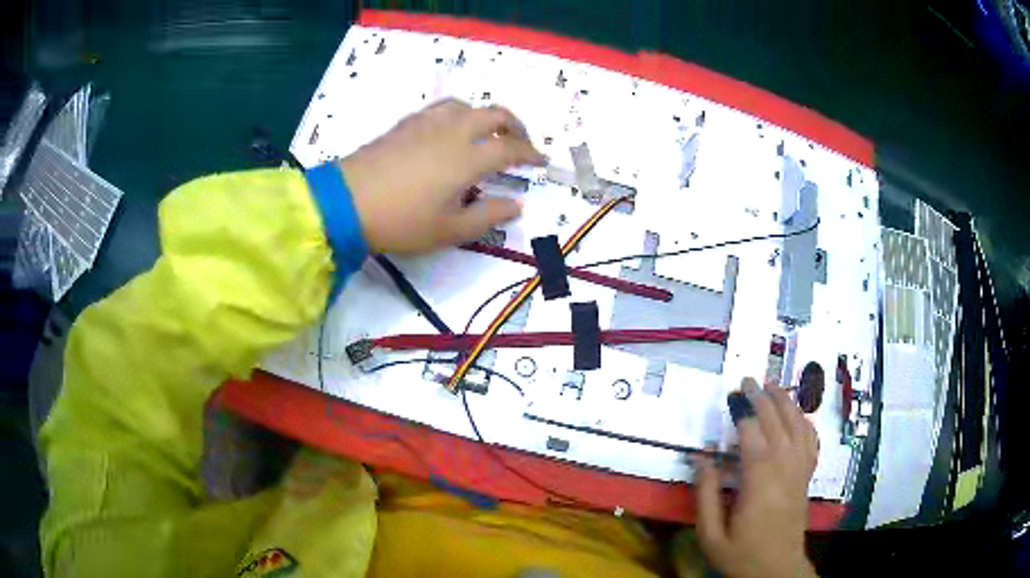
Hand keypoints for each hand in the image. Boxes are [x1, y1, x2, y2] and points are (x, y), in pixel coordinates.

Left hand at [339, 99, 545, 253]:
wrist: (346, 203)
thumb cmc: (401, 221)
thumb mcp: (449, 230)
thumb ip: (488, 216)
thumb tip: (517, 205)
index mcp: (468, 158)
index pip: (510, 149)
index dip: (531, 154)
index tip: (541, 161)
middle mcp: (453, 132)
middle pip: (493, 114)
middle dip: (515, 126)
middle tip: (520, 142)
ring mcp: (426, 124)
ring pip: (466, 106)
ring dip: (485, 116)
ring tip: (486, 133)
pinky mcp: (405, 125)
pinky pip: (441, 109)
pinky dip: (458, 115)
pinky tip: (450, 131)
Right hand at [695, 378, 819, 577]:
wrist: (777, 571)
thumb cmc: (741, 554)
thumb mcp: (711, 533)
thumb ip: (705, 494)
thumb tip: (701, 456)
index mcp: (759, 481)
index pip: (752, 434)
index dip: (742, 411)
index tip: (731, 394)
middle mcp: (785, 467)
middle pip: (777, 422)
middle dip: (762, 397)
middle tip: (747, 380)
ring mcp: (800, 470)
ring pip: (798, 426)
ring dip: (786, 402)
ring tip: (774, 385)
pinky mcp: (807, 477)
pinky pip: (811, 441)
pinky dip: (805, 422)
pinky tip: (798, 414)